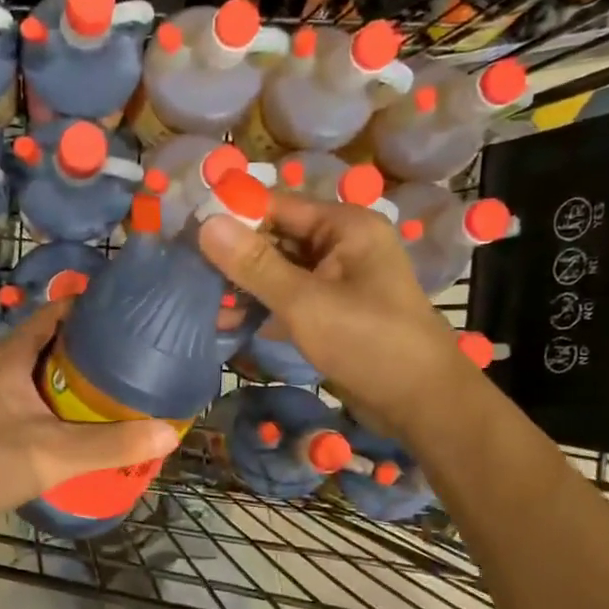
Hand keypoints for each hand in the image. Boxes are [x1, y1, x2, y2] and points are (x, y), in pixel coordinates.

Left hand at [0, 300, 179, 540]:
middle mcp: (0, 369)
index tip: (126, 312)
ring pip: (42, 376)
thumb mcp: (56, 452)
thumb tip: (169, 432)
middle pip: (52, 344)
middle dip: (90, 347)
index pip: (53, 312)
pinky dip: (61, 405)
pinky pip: (35, 402)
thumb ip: (112, 444)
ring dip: (76, 380)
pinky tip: (84, 424)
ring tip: (118, 387)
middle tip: (133, 355)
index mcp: (10, 357)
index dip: (88, 307)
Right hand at [199, 191, 466, 442]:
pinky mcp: (333, 313)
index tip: (187, 230)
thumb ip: (255, 265)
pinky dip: (264, 309)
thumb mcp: (305, 302)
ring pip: (280, 273)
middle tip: (187, 273)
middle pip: (277, 238)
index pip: (278, 205)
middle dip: (235, 257)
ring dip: (245, 288)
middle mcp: (342, 245)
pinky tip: (230, 324)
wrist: (421, 402)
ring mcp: (338, 281)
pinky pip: (290, 299)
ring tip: (204, 304)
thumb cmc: (369, 343)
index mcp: (345, 226)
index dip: (233, 216)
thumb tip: (206, 224)